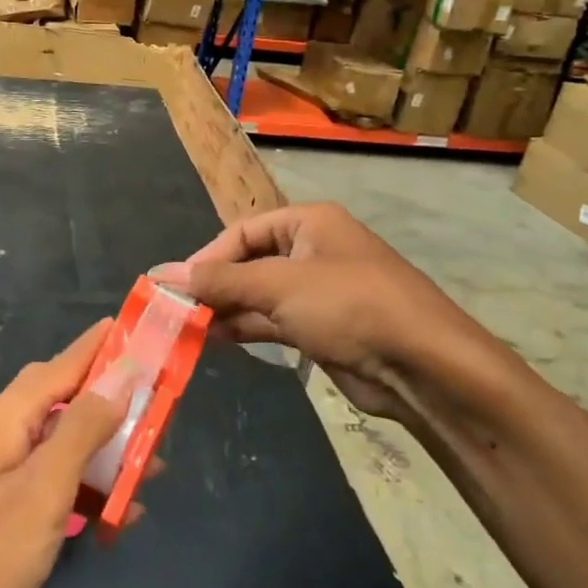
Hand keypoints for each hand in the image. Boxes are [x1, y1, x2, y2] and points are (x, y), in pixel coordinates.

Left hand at [0, 321, 131, 587]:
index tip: (142, 328)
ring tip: (154, 466)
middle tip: (162, 404)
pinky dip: (89, 491)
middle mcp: (6, 431)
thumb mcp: (44, 487)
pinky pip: (57, 482)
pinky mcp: (7, 507)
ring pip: (67, 444)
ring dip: (108, 453)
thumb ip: (83, 428)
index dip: (104, 346)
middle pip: (69, 400)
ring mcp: (5, 470)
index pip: (65, 363)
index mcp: (10, 415)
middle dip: (115, 401)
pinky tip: (121, 515)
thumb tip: (121, 375)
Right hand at [152, 203, 528, 429]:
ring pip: (260, 295)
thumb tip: (164, 273)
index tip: (176, 285)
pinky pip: (274, 321)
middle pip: (250, 262)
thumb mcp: (279, 285)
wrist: (423, 365)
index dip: (207, 256)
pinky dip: (247, 328)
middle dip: (215, 286)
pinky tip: (217, 340)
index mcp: (309, 223)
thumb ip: (220, 280)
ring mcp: (320, 291)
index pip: (243, 231)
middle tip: (177, 311)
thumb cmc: (349, 305)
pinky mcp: (324, 328)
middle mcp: (313, 250)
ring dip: (227, 310)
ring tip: (188, 329)